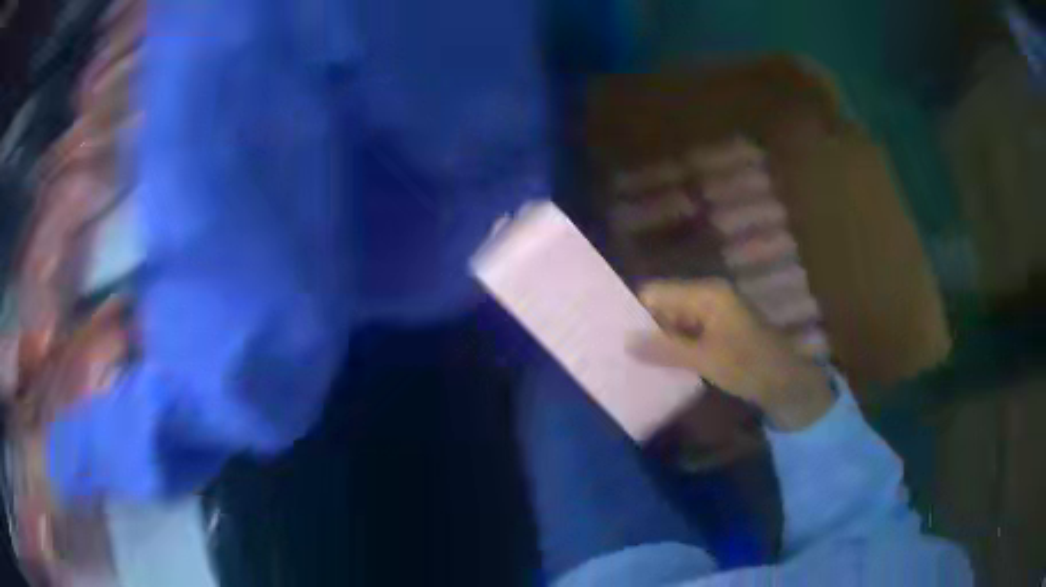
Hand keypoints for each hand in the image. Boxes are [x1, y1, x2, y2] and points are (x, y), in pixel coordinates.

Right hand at [631, 278, 833, 430]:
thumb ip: (665, 349)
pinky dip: (674, 348)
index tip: (612, 334)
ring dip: (659, 341)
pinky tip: (658, 366)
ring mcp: (714, 314)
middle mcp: (708, 296)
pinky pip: (687, 335)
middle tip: (618, 352)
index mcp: (706, 293)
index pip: (657, 291)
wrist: (787, 382)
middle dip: (644, 328)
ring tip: (631, 361)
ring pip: (674, 322)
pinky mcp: (718, 332)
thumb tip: (626, 342)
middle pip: (665, 305)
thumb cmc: (749, 365)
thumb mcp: (705, 359)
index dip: (634, 310)